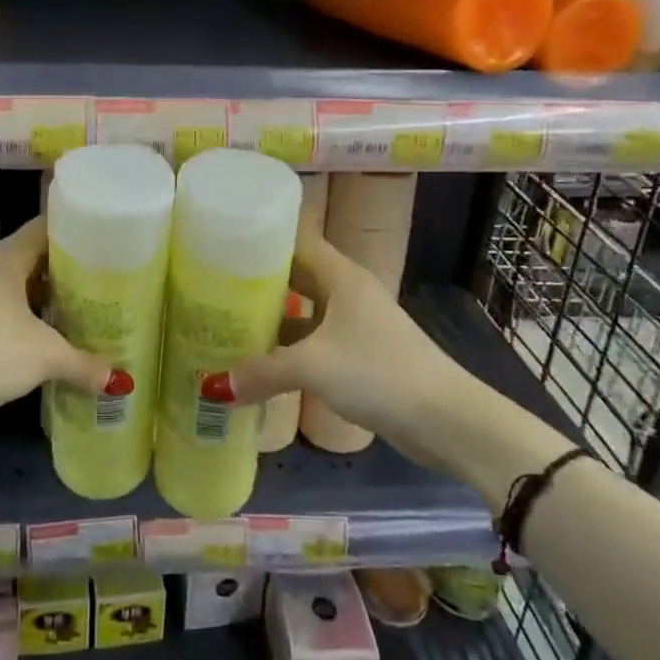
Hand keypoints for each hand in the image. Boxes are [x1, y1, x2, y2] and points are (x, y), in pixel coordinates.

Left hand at [0, 218, 115, 416]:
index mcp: (10, 257)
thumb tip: (117, 380)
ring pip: (24, 286)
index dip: (79, 229)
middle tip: (108, 279)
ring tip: (88, 308)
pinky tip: (53, 337)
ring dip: (51, 296)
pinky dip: (33, 318)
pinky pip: (10, 309)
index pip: (49, 226)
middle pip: (39, 257)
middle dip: (71, 268)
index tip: (110, 240)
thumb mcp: (44, 356)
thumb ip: (83, 363)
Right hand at [223, 227, 470, 466]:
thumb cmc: (379, 373)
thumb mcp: (313, 367)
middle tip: (212, 286)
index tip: (220, 245)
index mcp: (340, 276)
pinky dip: (289, 347)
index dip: (260, 239)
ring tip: (226, 322)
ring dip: (272, 318)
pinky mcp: (361, 354)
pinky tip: (260, 362)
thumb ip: (262, 372)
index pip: (294, 241)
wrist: (447, 419)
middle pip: (295, 275)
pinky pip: (314, 340)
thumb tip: (213, 386)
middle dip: (257, 281)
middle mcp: (347, 291)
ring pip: (303, 311)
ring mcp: (356, 323)